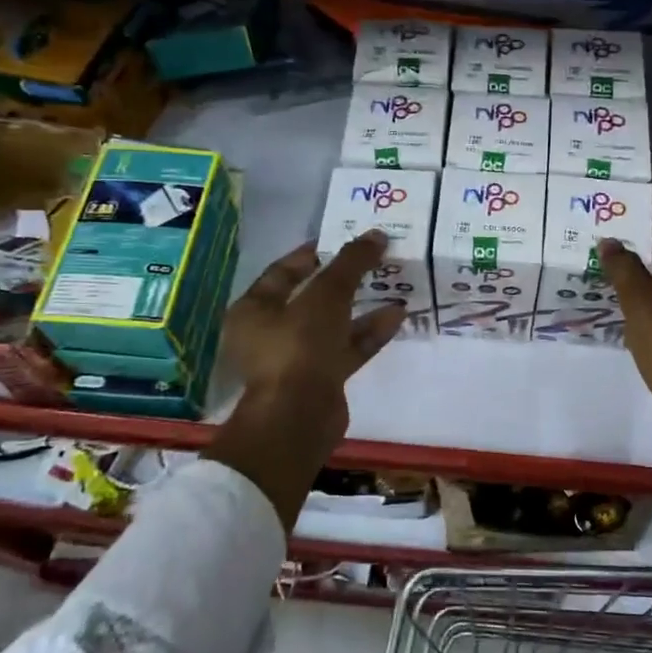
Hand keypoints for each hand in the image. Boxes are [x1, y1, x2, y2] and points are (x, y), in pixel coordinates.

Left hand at [204, 233, 402, 524]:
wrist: (298, 418)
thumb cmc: (300, 346)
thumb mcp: (326, 295)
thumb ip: (351, 263)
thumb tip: (376, 234)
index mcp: (255, 309)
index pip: (284, 271)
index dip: (315, 253)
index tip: (345, 240)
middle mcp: (271, 332)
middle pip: (311, 297)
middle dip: (344, 279)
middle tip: (374, 260)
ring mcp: (296, 358)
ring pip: (332, 324)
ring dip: (361, 306)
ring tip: (392, 285)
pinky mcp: (321, 379)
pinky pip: (346, 348)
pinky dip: (369, 333)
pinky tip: (397, 316)